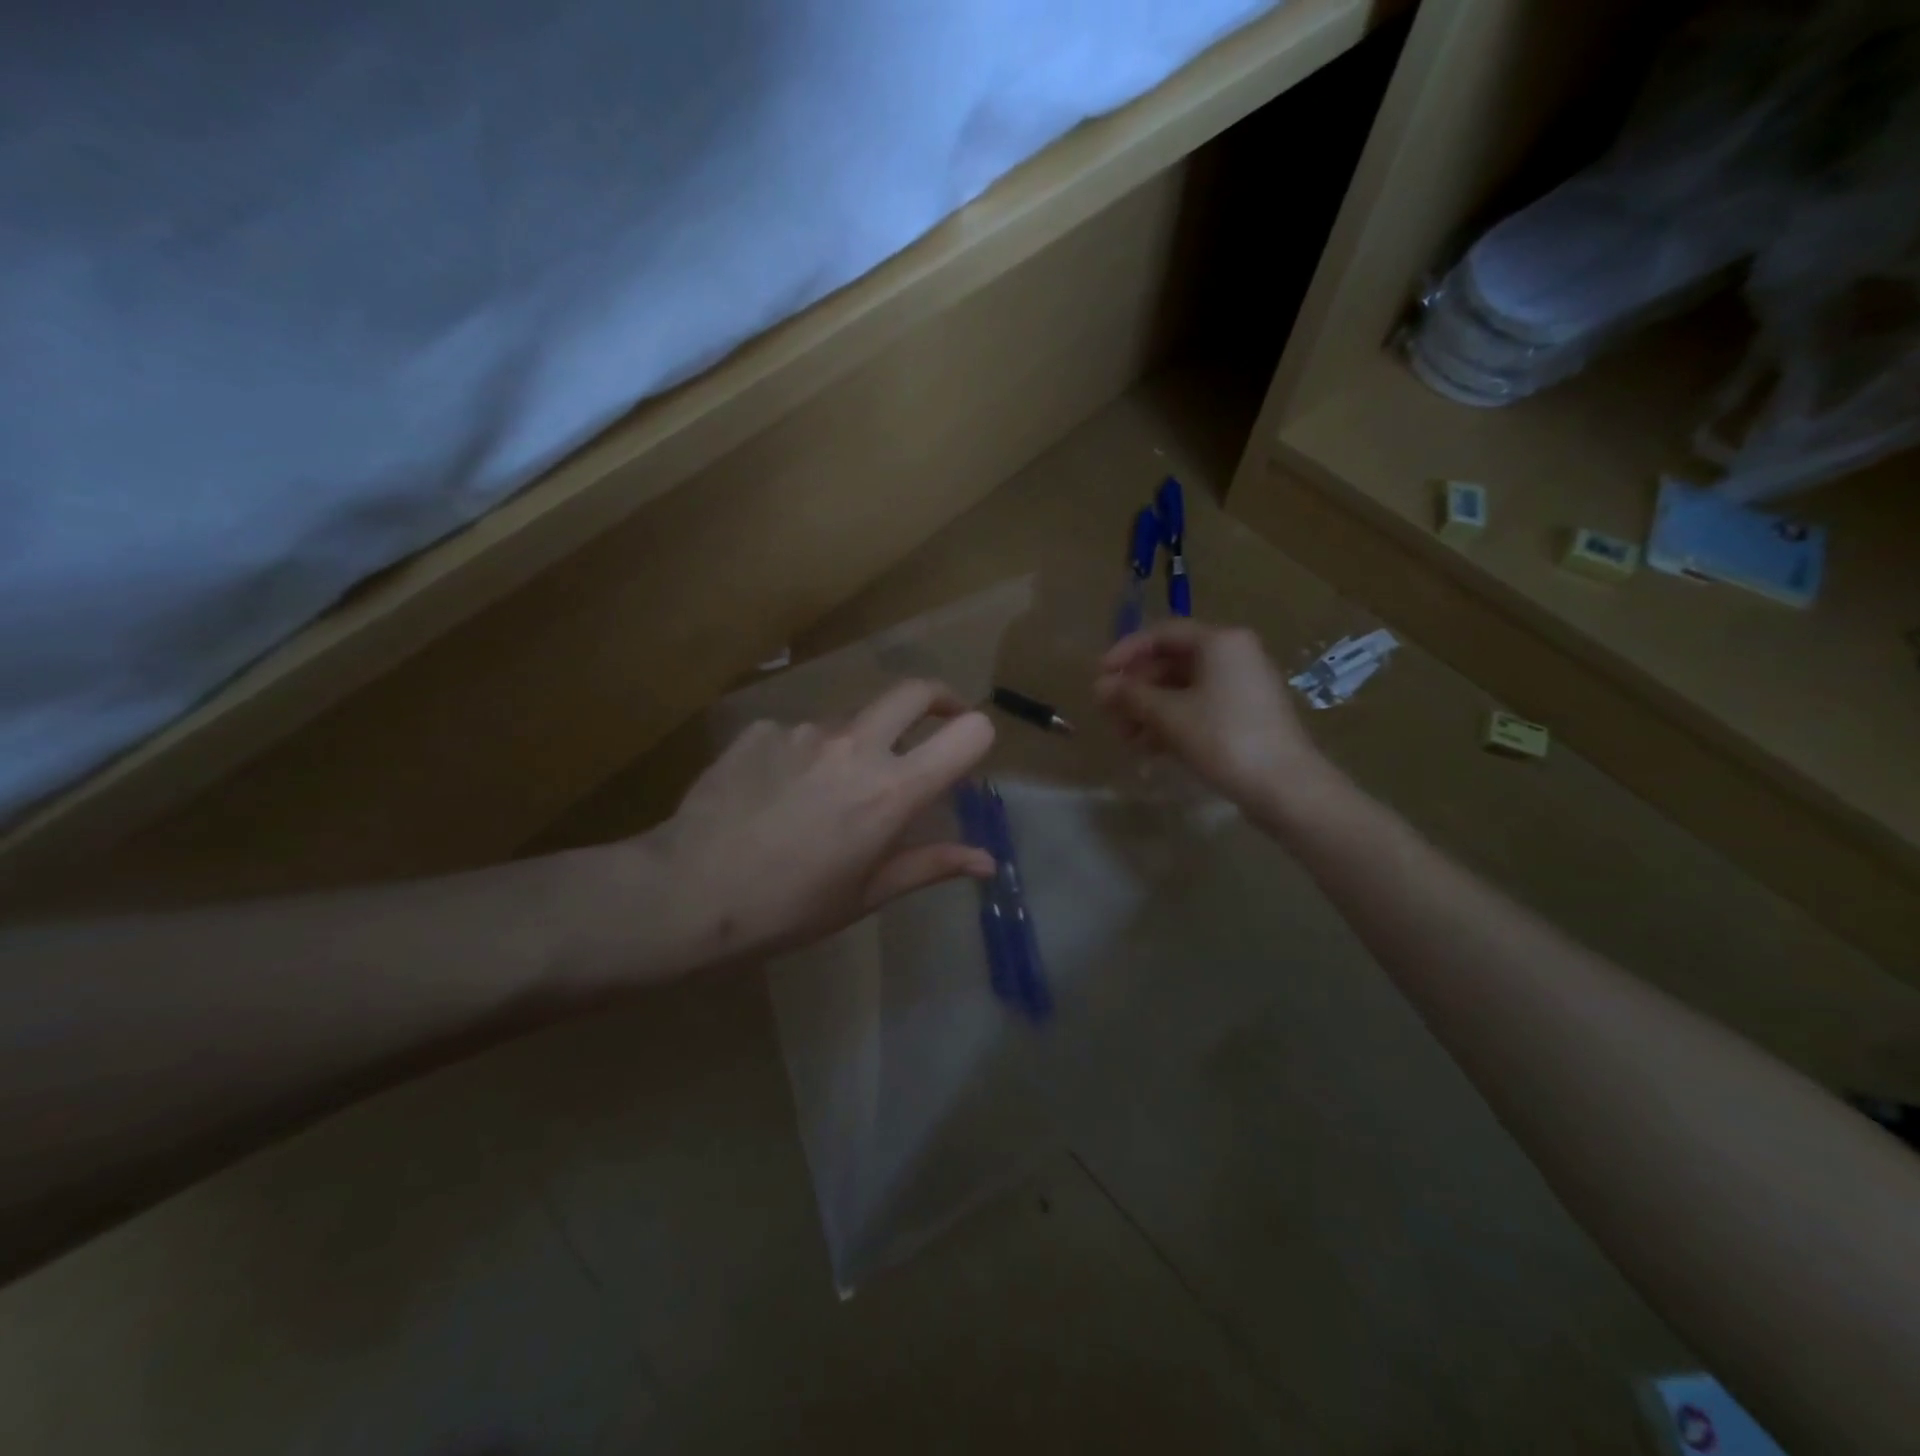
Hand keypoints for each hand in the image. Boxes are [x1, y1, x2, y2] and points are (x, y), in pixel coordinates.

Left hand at [654, 680, 995, 965]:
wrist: (687, 892)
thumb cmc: (788, 907)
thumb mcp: (866, 894)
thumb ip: (931, 865)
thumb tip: (988, 862)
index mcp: (893, 789)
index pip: (968, 732)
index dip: (976, 738)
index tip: (964, 755)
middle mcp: (856, 744)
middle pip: (915, 691)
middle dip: (937, 699)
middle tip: (935, 722)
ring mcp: (803, 730)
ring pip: (850, 719)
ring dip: (856, 742)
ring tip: (824, 794)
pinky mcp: (760, 729)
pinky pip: (797, 733)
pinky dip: (801, 755)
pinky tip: (774, 795)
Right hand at [1095, 621, 1330, 822]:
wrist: (1286, 787)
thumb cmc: (1224, 739)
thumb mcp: (1169, 716)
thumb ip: (1131, 696)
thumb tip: (1099, 686)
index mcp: (1220, 642)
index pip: (1162, 634)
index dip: (1125, 653)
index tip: (1099, 677)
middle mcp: (1234, 655)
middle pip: (1172, 662)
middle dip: (1136, 689)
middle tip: (1109, 715)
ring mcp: (1242, 687)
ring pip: (1183, 689)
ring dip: (1150, 710)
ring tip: (1126, 739)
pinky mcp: (1246, 716)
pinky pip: (1199, 708)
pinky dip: (1172, 723)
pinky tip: (1150, 749)